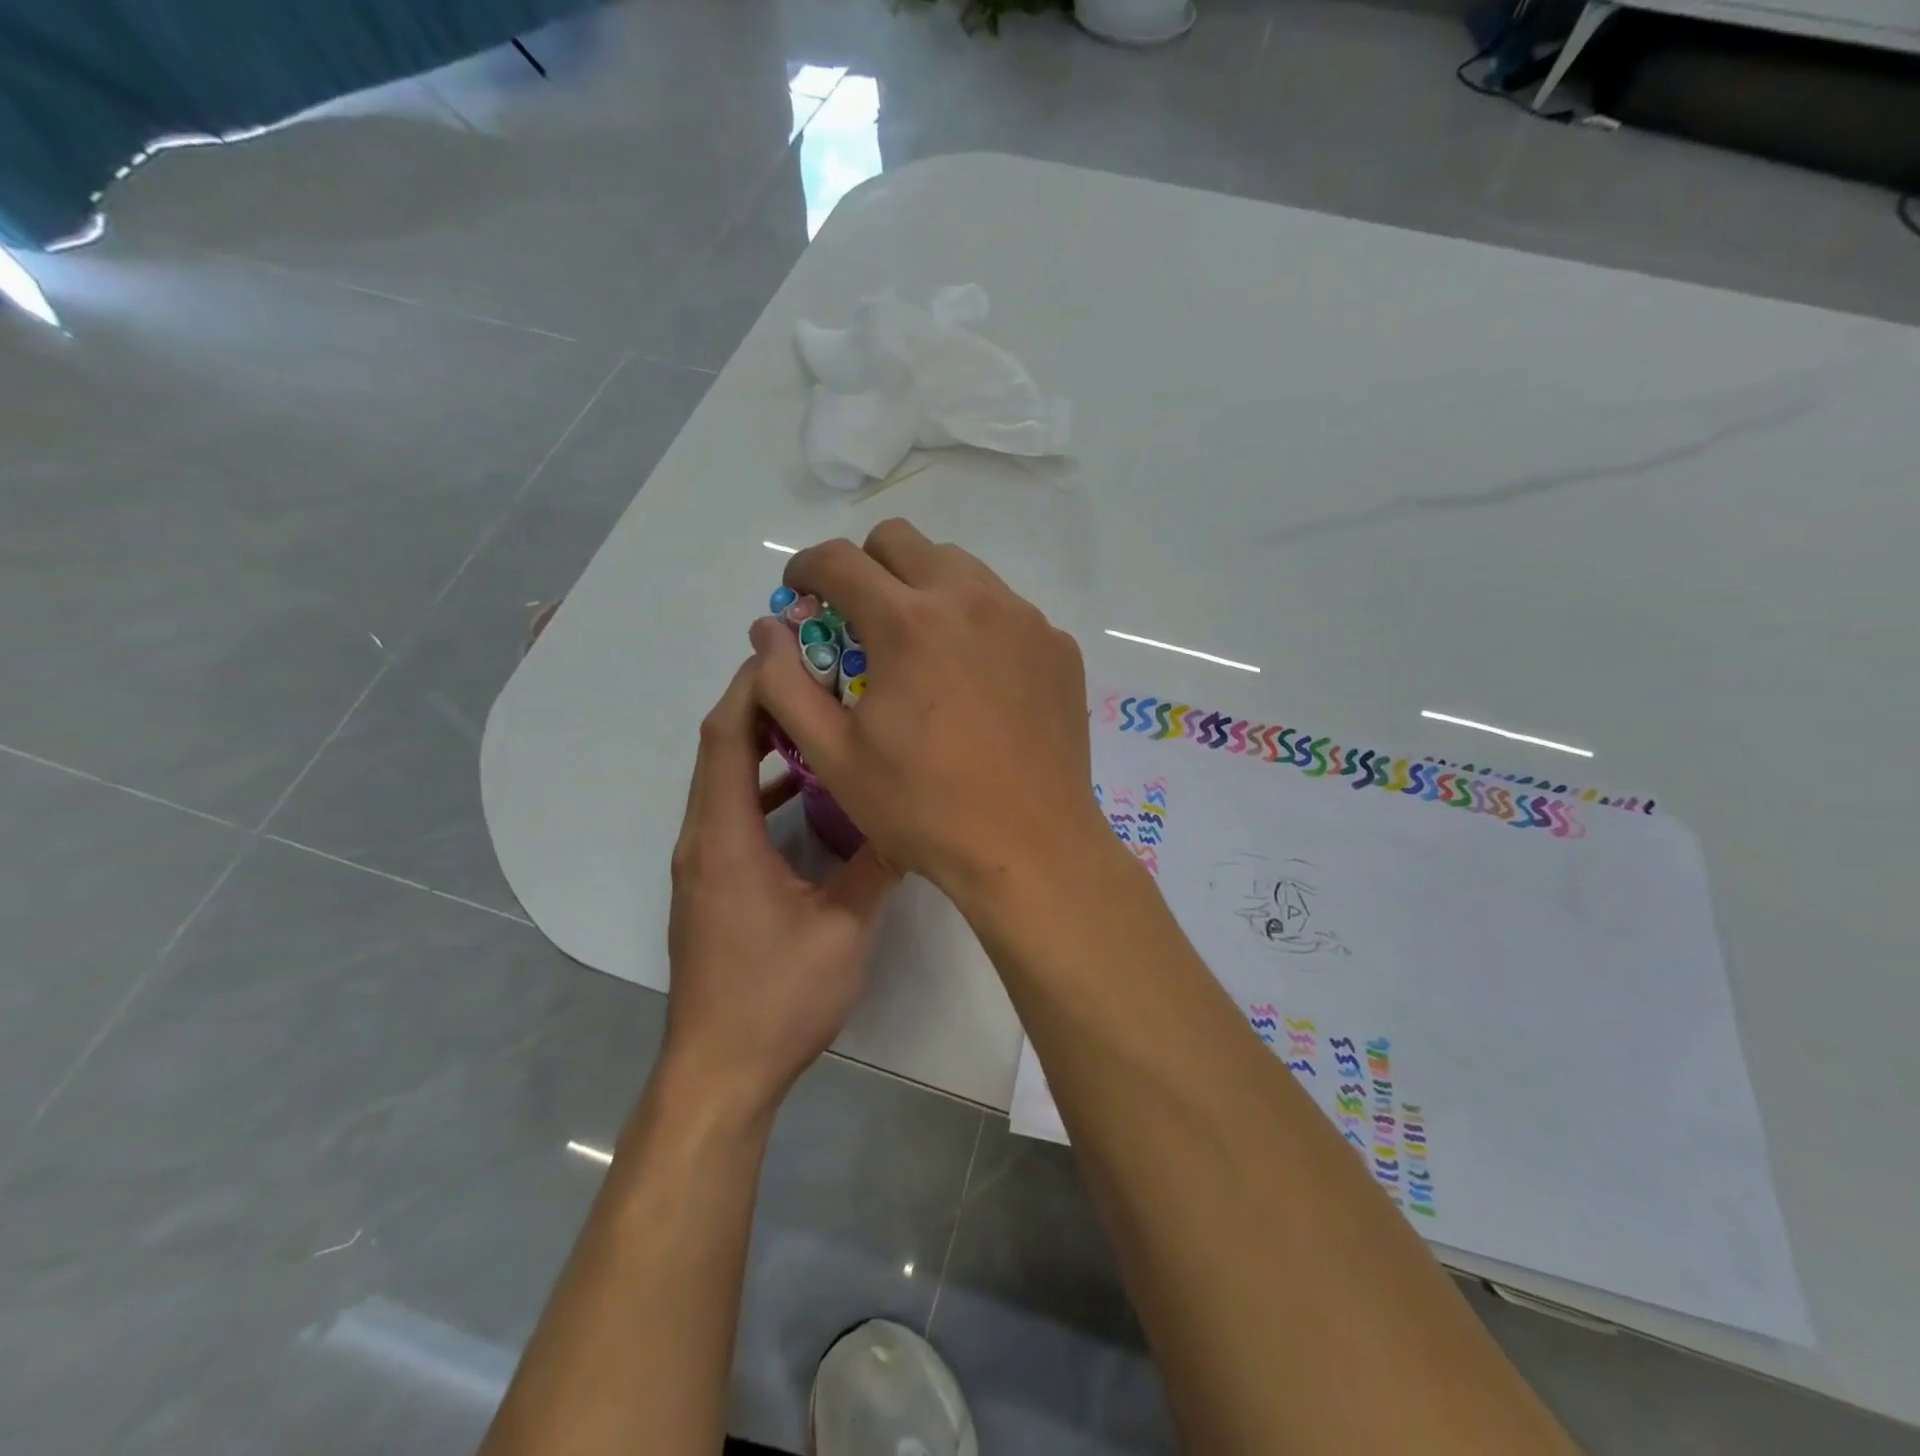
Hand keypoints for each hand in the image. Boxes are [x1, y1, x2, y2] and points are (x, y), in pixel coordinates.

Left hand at [663, 658, 898, 1115]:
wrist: (720, 1071)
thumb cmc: (777, 997)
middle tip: (813, 670)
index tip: (792, 650)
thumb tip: (913, 818)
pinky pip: (732, 813)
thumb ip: (876, 866)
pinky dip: (763, 786)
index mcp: (724, 837)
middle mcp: (702, 838)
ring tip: (816, 715)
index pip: (726, 737)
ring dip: (761, 742)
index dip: (753, 686)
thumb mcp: (843, 928)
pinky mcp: (712, 884)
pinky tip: (806, 791)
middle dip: (760, 701)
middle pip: (719, 747)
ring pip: (724, 780)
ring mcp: (703, 863)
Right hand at [749, 519, 1109, 908]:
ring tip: (919, 648)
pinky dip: (976, 623)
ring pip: (959, 567)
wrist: (1030, 847)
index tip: (800, 593)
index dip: (805, 568)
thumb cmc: (924, 808)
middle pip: (901, 541)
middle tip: (859, 619)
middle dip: (865, 567)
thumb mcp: (834, 756)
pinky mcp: (1058, 646)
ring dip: (923, 588)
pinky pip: (1006, 608)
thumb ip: (787, 683)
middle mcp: (970, 600)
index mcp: (908, 623)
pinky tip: (975, 680)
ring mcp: (1024, 619)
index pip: (838, 560)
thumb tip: (768, 630)